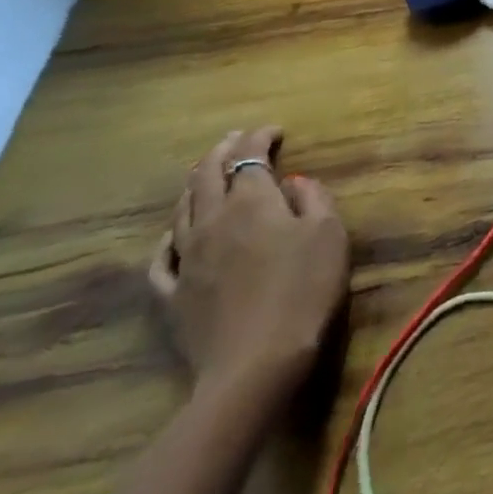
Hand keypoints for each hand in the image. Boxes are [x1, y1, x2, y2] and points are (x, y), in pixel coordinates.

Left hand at [149, 128, 349, 402]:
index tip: (275, 131)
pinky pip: (163, 257)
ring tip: (206, 173)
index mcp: (252, 203)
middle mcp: (213, 222)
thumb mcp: (329, 233)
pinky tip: (174, 235)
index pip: (249, 158)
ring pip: (182, 210)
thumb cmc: (305, 288)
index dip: (259, 138)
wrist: (257, 362)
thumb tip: (293, 182)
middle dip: (222, 152)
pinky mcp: (173, 295)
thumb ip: (313, 199)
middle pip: (207, 177)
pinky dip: (170, 236)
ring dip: (195, 184)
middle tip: (237, 139)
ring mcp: (187, 260)